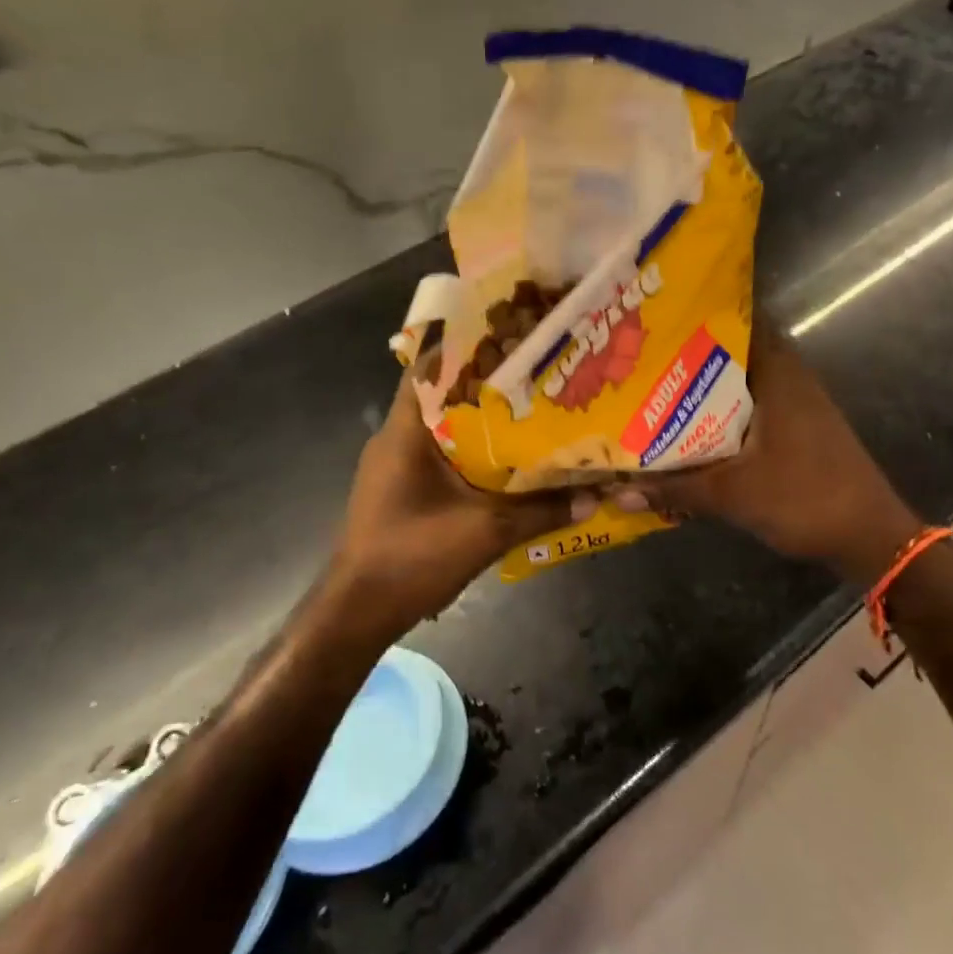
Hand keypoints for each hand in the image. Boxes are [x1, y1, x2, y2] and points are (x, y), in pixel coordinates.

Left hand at [328, 372, 592, 641]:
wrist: (358, 613)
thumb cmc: (412, 557)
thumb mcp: (485, 532)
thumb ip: (541, 511)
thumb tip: (594, 496)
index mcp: (405, 432)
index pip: (427, 369)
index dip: (466, 349)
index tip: (509, 340)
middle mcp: (395, 440)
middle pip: (440, 396)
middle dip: (484, 386)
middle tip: (533, 377)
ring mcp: (393, 467)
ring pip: (441, 429)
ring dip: (478, 422)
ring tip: (528, 414)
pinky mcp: (400, 491)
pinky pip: (438, 457)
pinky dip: (468, 453)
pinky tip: (505, 464)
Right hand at [609, 325, 908, 567]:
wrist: (870, 537)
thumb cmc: (805, 499)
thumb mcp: (733, 495)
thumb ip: (676, 489)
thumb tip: (620, 492)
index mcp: (777, 374)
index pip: (738, 322)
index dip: (698, 316)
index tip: (657, 317)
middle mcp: (789, 377)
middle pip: (734, 351)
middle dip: (691, 353)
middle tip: (643, 355)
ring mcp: (797, 402)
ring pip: (742, 380)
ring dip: (707, 385)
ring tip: (656, 386)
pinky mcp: (799, 426)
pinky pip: (752, 403)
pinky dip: (724, 409)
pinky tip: (692, 425)